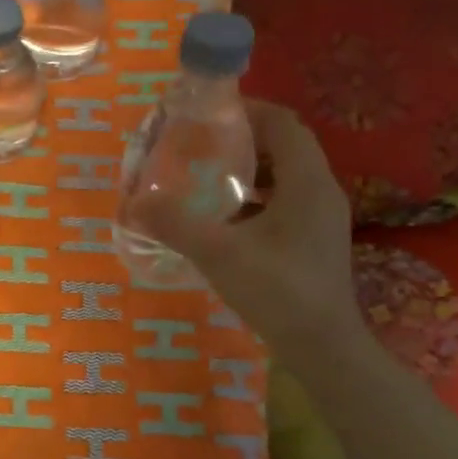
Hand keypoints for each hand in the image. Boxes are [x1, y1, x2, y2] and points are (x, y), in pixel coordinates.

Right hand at [127, 99, 364, 368]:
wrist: (323, 347)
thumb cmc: (277, 292)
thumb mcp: (218, 254)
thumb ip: (175, 224)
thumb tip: (135, 203)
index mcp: (307, 182)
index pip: (283, 123)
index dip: (247, 111)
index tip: (207, 115)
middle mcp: (321, 190)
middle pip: (284, 145)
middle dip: (242, 139)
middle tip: (199, 144)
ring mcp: (322, 216)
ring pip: (286, 174)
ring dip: (249, 168)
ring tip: (207, 175)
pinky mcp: (316, 238)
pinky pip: (287, 199)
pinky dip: (257, 195)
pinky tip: (226, 215)